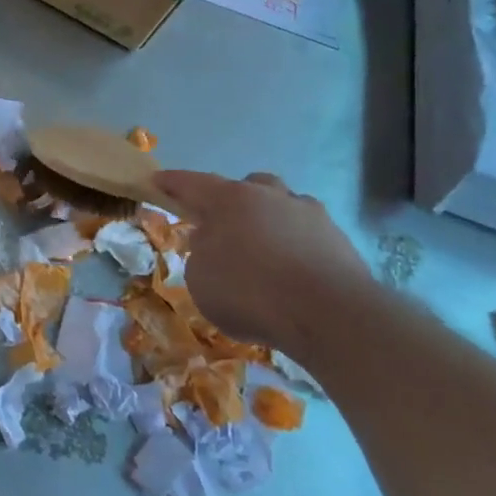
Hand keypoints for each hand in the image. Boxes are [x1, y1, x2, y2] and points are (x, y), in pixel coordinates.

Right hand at [153, 171, 373, 359]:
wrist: (330, 315)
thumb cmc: (250, 293)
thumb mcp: (200, 279)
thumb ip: (201, 254)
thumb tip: (214, 244)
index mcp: (230, 200)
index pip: (191, 183)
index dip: (171, 183)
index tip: (156, 180)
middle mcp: (270, 197)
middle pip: (247, 186)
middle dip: (232, 200)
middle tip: (223, 227)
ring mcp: (310, 215)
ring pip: (283, 206)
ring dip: (269, 222)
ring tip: (263, 254)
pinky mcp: (339, 240)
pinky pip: (307, 235)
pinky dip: (295, 247)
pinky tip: (292, 275)